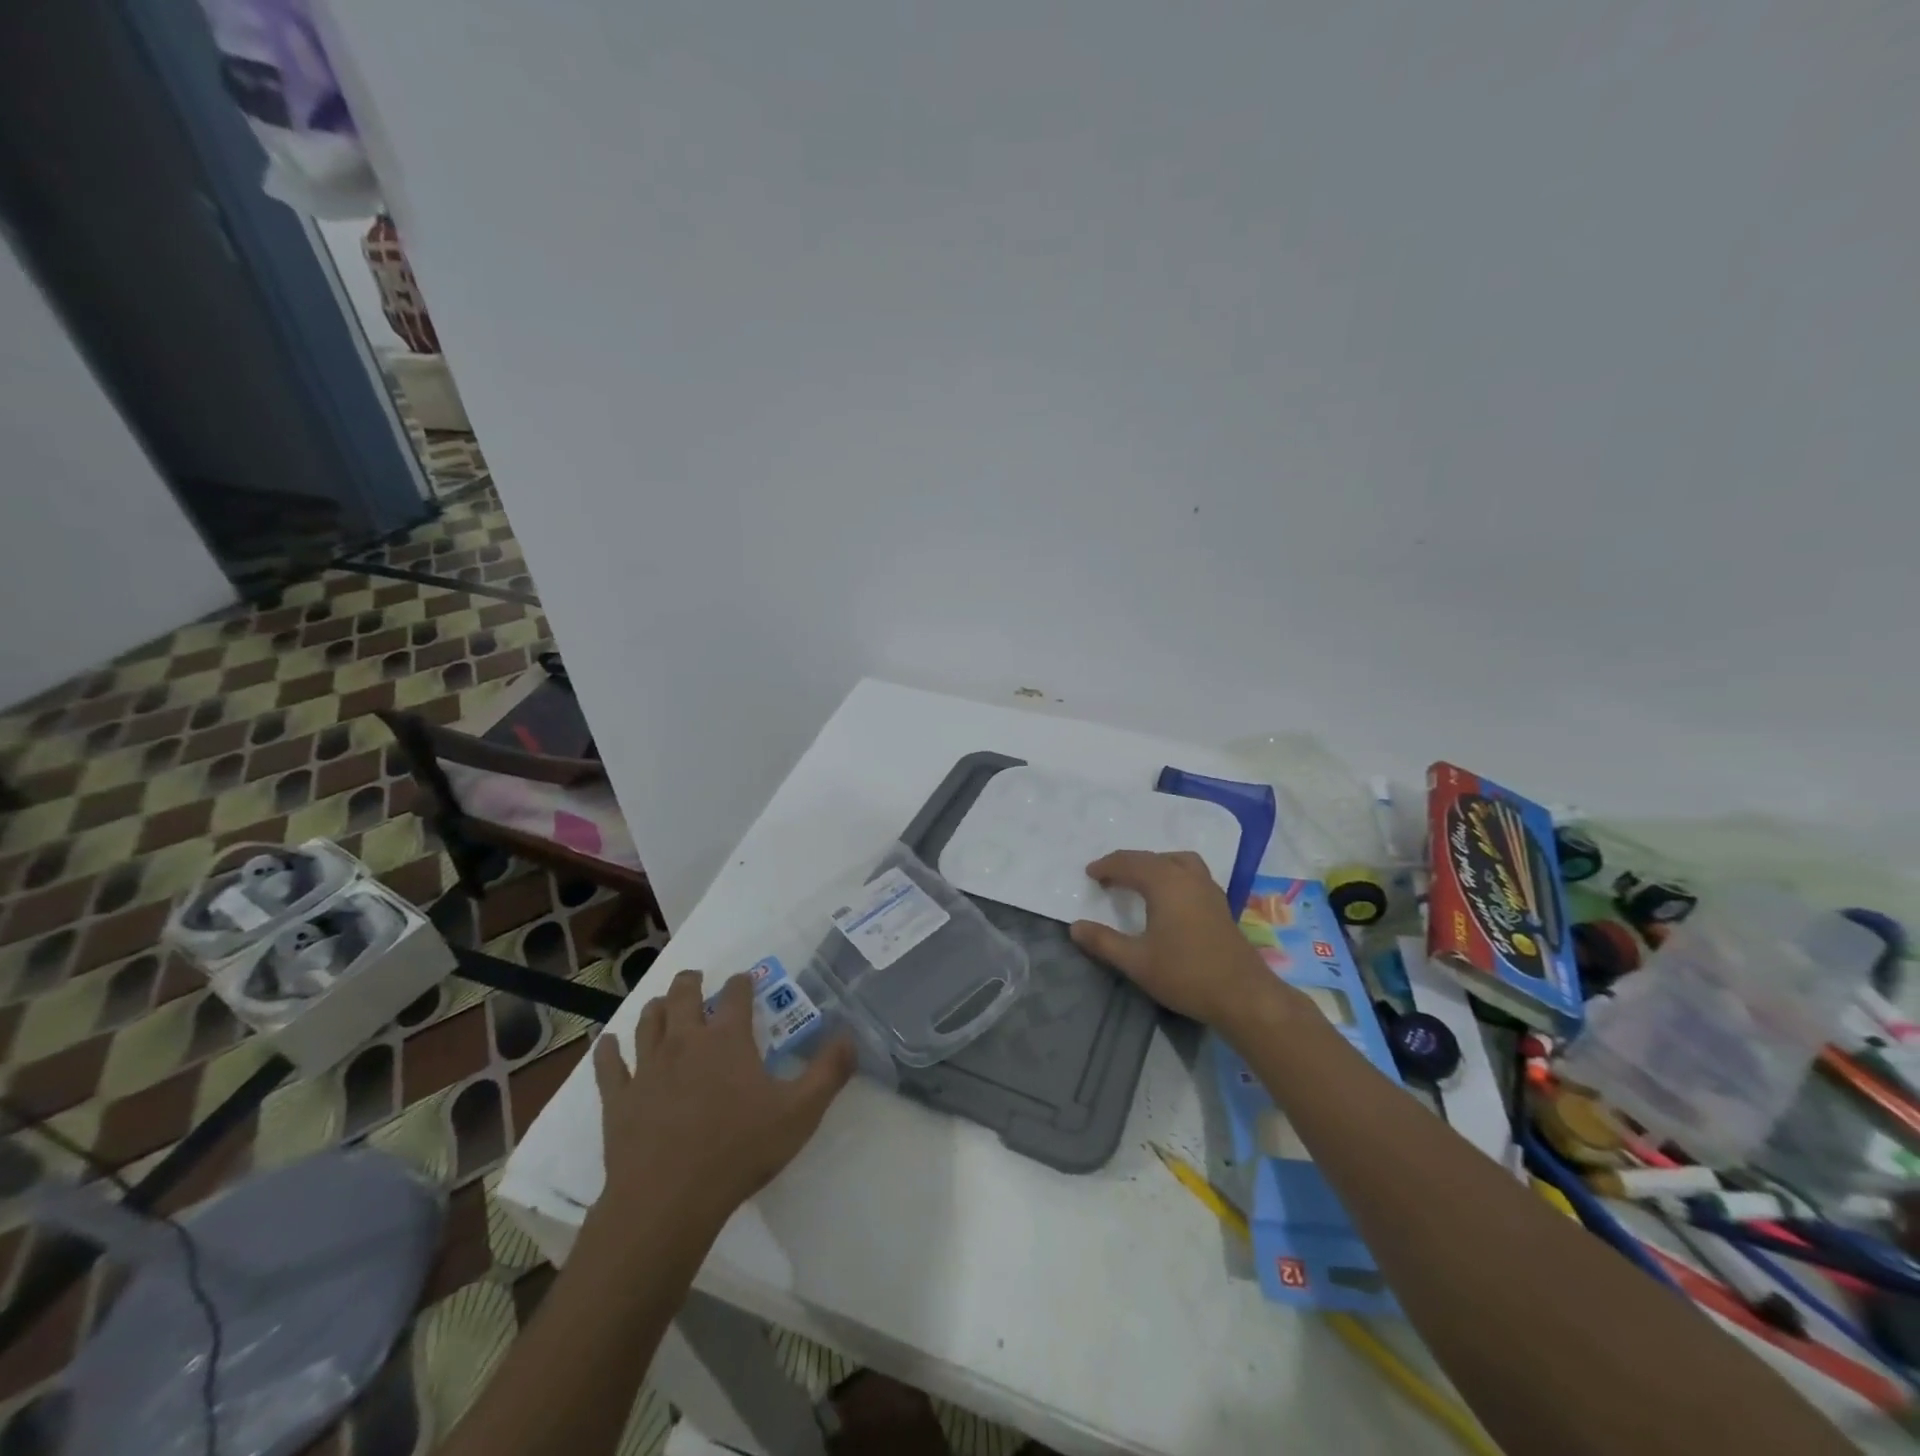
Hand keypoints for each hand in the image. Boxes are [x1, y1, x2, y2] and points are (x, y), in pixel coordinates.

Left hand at [592, 970, 856, 1233]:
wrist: (668, 1200)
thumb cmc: (739, 1150)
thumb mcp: (800, 1112)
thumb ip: (829, 1071)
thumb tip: (850, 1036)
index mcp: (728, 1039)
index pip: (737, 994)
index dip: (742, 982)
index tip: (745, 980)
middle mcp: (685, 1041)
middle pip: (683, 996)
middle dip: (690, 982)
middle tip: (695, 979)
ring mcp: (647, 1067)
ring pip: (647, 1022)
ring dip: (656, 1008)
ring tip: (661, 1005)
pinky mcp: (619, 1098)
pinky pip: (608, 1065)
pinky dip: (609, 1050)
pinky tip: (609, 1044)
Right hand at [1069, 850, 1270, 1026]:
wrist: (1243, 995)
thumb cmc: (1186, 974)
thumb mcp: (1136, 961)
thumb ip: (1103, 942)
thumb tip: (1075, 927)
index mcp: (1164, 883)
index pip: (1129, 863)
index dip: (1106, 866)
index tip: (1090, 874)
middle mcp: (1187, 877)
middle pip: (1152, 858)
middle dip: (1126, 863)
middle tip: (1107, 876)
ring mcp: (1208, 889)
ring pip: (1176, 861)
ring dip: (1153, 864)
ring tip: (1138, 879)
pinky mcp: (1220, 904)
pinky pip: (1190, 873)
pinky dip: (1172, 873)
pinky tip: (1168, 895)